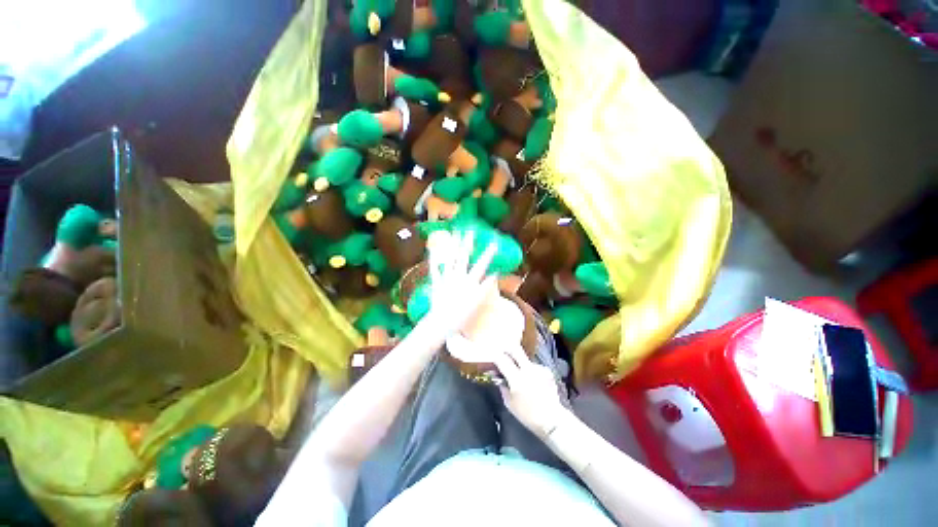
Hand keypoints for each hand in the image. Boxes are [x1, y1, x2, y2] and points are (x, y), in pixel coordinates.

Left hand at [422, 231, 497, 337]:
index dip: (488, 254)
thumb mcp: (478, 302)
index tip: (494, 243)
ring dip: (451, 246)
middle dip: (467, 243)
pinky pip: (435, 269)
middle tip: (470, 231)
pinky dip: (434, 259)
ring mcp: (446, 278)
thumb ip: (485, 287)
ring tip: (454, 234)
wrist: (442, 323)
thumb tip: (494, 274)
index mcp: (469, 282)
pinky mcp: (436, 282)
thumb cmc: (462, 315)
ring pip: (449, 259)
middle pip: (463, 257)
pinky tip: (433, 249)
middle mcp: (458, 277)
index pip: (481, 265)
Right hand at [492, 345, 569, 438]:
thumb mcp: (510, 404)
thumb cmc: (528, 415)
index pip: (502, 359)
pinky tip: (533, 381)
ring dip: (521, 364)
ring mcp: (539, 368)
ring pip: (525, 359)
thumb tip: (498, 378)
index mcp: (516, 378)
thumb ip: (503, 387)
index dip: (496, 357)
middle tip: (503, 353)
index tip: (493, 358)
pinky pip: (534, 367)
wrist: (552, 419)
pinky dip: (531, 371)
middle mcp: (528, 369)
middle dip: (507, 349)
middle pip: (515, 350)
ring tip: (521, 375)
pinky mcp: (547, 371)